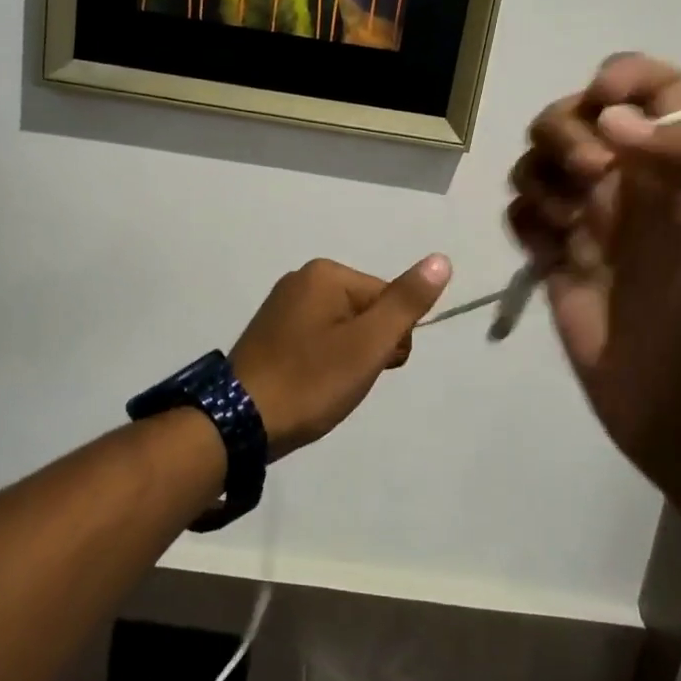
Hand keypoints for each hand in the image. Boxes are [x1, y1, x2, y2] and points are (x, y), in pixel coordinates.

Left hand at [229, 255, 451, 456]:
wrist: (239, 421)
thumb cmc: (311, 381)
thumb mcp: (368, 344)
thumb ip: (406, 302)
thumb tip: (441, 260)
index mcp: (325, 274)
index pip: (389, 300)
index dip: (391, 340)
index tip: (372, 368)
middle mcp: (301, 279)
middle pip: (365, 311)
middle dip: (368, 348)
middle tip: (345, 379)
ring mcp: (281, 305)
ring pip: (343, 329)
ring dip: (347, 359)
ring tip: (326, 386)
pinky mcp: (270, 332)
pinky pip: (317, 340)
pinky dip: (322, 363)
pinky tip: (310, 384)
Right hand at [508, 56, 680, 561]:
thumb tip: (617, 122)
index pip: (657, 88)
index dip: (626, 77)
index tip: (605, 106)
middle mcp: (638, 187)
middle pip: (579, 114)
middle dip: (569, 130)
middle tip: (593, 180)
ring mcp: (592, 227)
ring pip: (540, 159)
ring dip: (541, 172)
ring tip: (567, 224)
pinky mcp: (557, 265)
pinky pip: (521, 215)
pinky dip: (524, 218)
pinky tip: (548, 250)